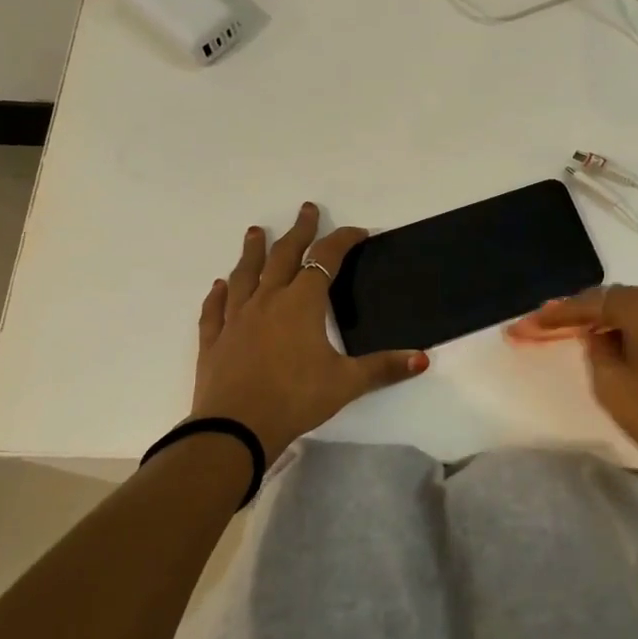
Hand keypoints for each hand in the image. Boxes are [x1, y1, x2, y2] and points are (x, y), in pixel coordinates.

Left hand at [192, 202, 428, 458]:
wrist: (235, 428)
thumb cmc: (295, 399)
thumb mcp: (345, 383)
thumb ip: (383, 368)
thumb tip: (423, 358)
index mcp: (301, 304)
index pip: (325, 260)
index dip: (343, 241)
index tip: (358, 231)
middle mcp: (267, 301)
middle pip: (284, 256)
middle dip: (298, 231)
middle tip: (306, 210)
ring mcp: (236, 319)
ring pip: (245, 275)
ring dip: (252, 251)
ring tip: (254, 232)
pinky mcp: (214, 340)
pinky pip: (215, 309)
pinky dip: (218, 294)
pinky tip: (218, 286)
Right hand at [510, 286, 637, 515]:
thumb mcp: (614, 387)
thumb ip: (597, 349)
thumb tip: (601, 334)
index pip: (593, 302)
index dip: (557, 314)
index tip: (526, 324)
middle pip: (617, 300)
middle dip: (582, 315)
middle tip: (547, 328)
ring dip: (610, 323)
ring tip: (577, 336)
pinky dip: (636, 332)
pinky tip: (618, 344)